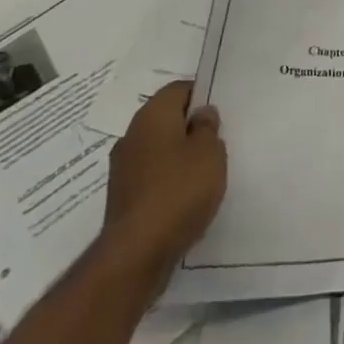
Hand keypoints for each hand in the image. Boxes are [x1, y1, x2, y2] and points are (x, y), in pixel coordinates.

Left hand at [99, 81, 226, 286]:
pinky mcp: (122, 198)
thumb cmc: (179, 190)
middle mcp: (132, 135)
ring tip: (206, 170)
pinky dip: (168, 179)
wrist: (136, 254)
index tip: (221, 112)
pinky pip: (151, 176)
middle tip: (217, 139)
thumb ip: (208, 127)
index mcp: (152, 115)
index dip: (201, 95)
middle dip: (190, 126)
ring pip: (158, 148)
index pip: (178, 89)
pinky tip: (186, 196)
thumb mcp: (210, 151)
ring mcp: (123, 168)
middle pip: (166, 119)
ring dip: (179, 154)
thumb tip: (200, 115)